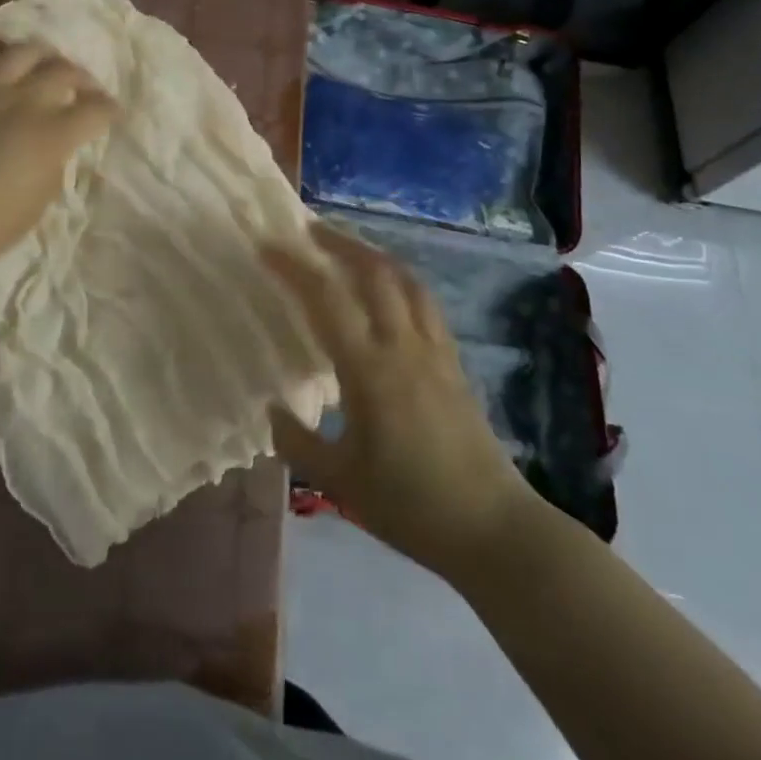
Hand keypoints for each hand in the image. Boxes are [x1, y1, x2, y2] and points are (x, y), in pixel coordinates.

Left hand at [0, 33, 116, 287]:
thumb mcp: (32, 210)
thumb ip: (50, 172)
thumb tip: (54, 151)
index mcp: (51, 137)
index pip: (95, 110)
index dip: (110, 110)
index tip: (113, 115)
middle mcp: (24, 102)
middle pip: (65, 71)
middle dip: (84, 79)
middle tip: (85, 90)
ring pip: (24, 51)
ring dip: (45, 54)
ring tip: (47, 65)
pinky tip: (2, 51)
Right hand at [267, 225, 535, 573]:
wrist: (493, 529)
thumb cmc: (410, 506)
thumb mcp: (339, 481)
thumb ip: (297, 442)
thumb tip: (272, 409)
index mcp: (370, 370)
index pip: (326, 298)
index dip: (294, 267)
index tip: (267, 247)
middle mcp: (404, 346)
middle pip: (374, 271)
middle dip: (338, 242)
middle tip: (307, 230)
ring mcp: (435, 351)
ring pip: (405, 280)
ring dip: (372, 254)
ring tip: (346, 248)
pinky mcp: (453, 362)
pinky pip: (424, 302)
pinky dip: (399, 280)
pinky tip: (387, 290)